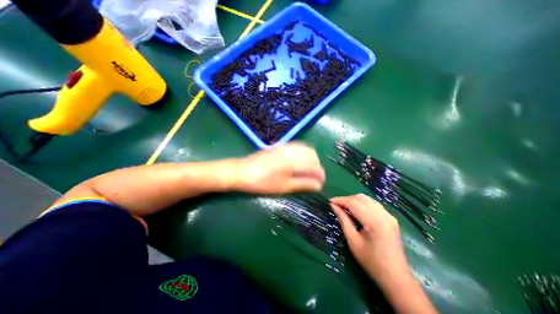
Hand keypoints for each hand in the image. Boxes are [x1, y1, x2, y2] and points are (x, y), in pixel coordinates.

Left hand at [234, 142, 329, 193]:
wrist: (242, 171)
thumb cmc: (263, 182)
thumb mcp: (284, 186)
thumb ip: (303, 184)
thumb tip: (318, 186)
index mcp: (294, 160)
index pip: (314, 166)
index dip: (320, 176)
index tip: (320, 184)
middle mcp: (292, 150)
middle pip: (313, 155)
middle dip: (317, 166)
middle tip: (314, 178)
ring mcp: (285, 146)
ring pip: (306, 149)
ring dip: (310, 159)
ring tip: (307, 171)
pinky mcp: (280, 146)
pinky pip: (297, 147)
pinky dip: (303, 154)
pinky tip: (298, 163)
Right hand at [329, 193, 438, 312]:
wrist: (396, 278)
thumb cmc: (371, 262)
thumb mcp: (353, 241)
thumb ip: (343, 220)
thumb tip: (333, 206)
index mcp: (375, 222)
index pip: (354, 203)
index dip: (340, 200)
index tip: (330, 201)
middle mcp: (383, 215)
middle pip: (361, 198)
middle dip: (347, 199)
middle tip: (336, 205)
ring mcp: (389, 215)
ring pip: (367, 199)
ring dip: (354, 200)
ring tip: (344, 207)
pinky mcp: (390, 218)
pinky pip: (373, 204)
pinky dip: (362, 204)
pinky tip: (356, 211)